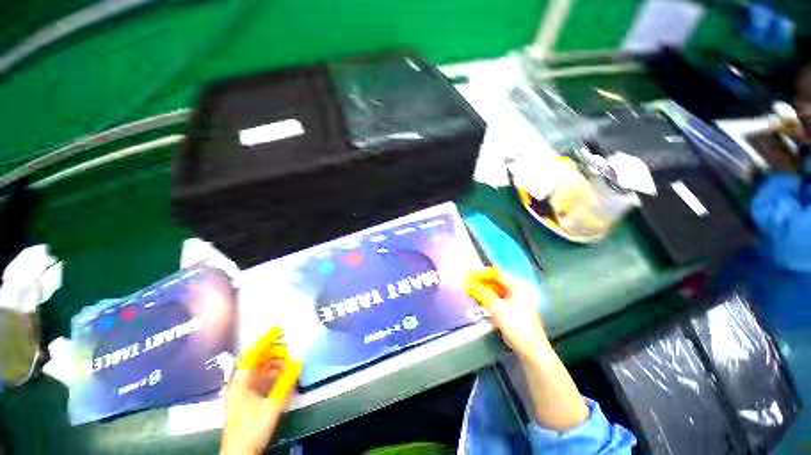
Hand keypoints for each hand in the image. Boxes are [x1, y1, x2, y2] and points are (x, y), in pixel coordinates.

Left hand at [221, 329, 302, 454]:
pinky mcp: (249, 401)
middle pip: (258, 361)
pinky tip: (286, 375)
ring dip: (277, 364)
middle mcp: (240, 383)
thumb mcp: (271, 404)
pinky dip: (275, 375)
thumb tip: (299, 362)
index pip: (253, 354)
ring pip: (262, 371)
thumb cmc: (252, 427)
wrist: (240, 453)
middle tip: (292, 346)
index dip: (266, 340)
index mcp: (240, 381)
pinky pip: (263, 381)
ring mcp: (244, 393)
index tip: (280, 329)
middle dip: (275, 352)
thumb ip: (286, 382)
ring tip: (292, 359)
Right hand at [465, 268, 549, 360]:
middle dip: (482, 281)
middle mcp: (519, 290)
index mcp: (518, 286)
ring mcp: (518, 299)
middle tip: (469, 283)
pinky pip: (499, 298)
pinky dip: (489, 297)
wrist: (531, 349)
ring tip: (472, 290)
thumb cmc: (516, 325)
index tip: (469, 275)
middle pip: (497, 281)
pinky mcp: (515, 308)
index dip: (482, 273)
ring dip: (485, 289)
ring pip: (497, 290)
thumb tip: (468, 283)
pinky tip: (480, 299)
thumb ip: (482, 293)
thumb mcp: (497, 308)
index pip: (498, 274)